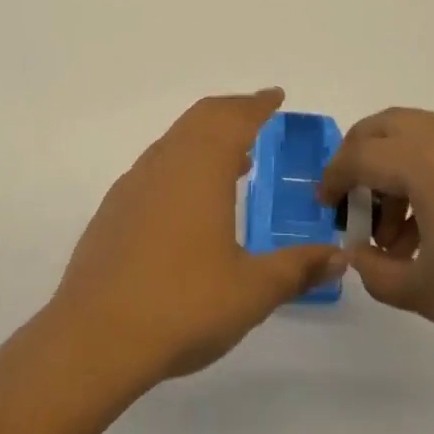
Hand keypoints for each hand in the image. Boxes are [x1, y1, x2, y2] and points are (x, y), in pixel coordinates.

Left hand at [49, 89, 346, 388]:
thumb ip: (297, 269)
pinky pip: (155, 166)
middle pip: (201, 118)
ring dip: (205, 137)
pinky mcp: (114, 208)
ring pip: (175, 140)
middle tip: (258, 116)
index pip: (235, 119)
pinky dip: (181, 162)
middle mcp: (166, 162)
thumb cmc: (183, 305)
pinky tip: (189, 199)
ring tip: (234, 159)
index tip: (276, 96)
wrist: (94, 337)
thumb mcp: (252, 291)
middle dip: (232, 111)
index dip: (258, 104)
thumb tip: (339, 257)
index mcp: (201, 168)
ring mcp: (134, 183)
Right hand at [318, 107, 433, 383]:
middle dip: (361, 158)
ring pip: (419, 134)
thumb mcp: (425, 293)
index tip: (324, 206)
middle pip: (386, 127)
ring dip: (396, 167)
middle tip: (354, 203)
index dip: (334, 179)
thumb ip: (376, 270)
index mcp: (426, 159)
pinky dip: (428, 169)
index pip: (360, 155)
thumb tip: (359, 252)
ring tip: (399, 233)